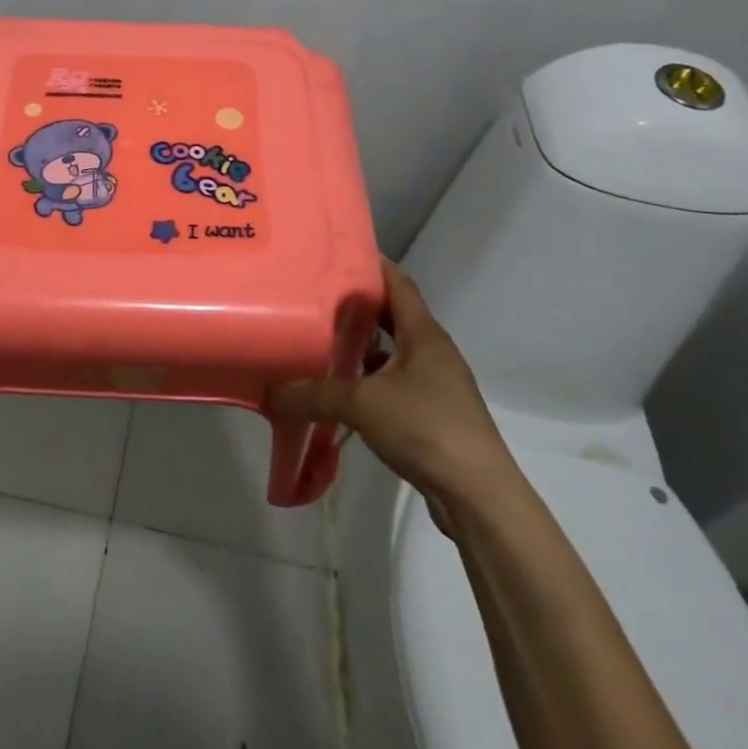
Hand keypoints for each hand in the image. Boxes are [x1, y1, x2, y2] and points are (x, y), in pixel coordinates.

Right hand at [272, 258, 514, 508]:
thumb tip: (269, 390)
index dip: (370, 263)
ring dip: (360, 347)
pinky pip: (392, 384)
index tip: (335, 252)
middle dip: (357, 306)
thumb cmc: (426, 428)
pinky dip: (367, 381)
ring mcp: (434, 384)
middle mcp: (432, 352)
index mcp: (424, 334)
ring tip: (319, 340)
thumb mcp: (362, 404)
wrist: (478, 496)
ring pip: (391, 353)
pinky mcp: (431, 414)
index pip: (398, 282)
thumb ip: (313, 394)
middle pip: (392, 316)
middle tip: (315, 296)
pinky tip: (339, 391)